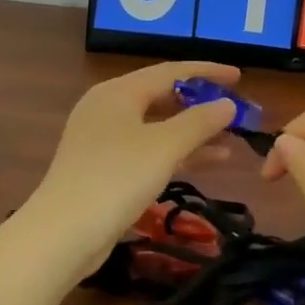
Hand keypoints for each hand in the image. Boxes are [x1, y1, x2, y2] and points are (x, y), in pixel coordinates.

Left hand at [31, 61, 241, 271]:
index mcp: (118, 92)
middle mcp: (107, 108)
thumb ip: (200, 122)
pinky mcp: (103, 169)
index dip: (207, 72)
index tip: (239, 76)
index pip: (170, 71)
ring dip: (192, 131)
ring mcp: (102, 140)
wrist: (64, 233)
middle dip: (200, 103)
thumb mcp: (165, 146)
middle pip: (161, 96)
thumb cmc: (116, 178)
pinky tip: (208, 162)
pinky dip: (176, 152)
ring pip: (156, 126)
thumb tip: (228, 104)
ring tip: (231, 139)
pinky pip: (148, 150)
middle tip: (235, 109)